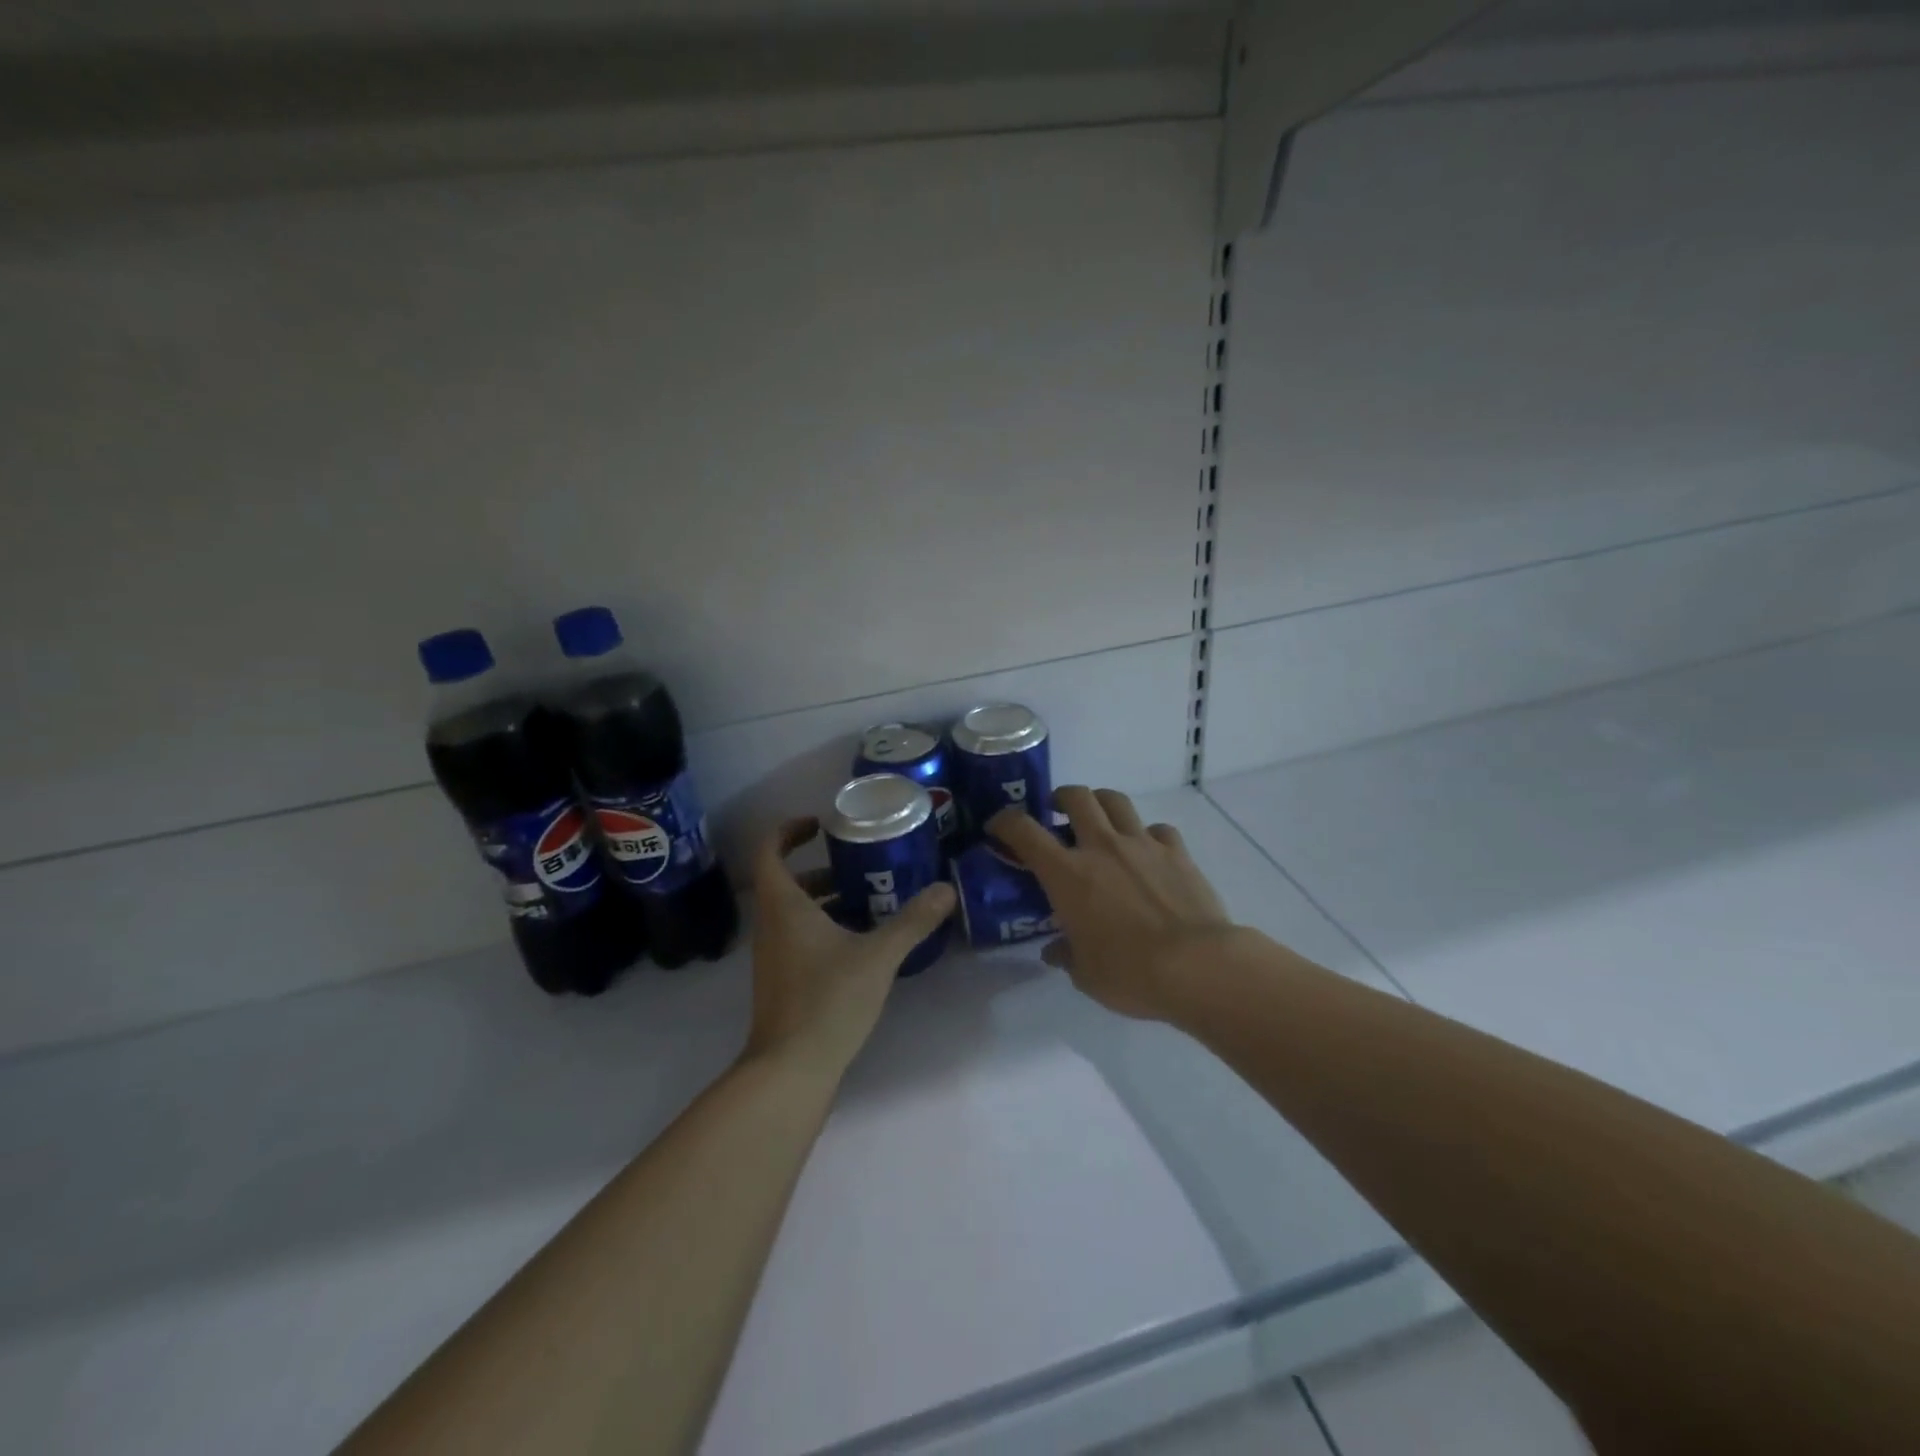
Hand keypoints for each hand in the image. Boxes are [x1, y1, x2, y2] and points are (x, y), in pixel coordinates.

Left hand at [742, 817, 956, 1079]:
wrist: (790, 1069)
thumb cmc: (827, 1000)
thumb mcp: (877, 956)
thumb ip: (912, 921)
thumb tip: (945, 889)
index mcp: (784, 906)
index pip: (769, 852)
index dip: (788, 831)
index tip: (820, 824)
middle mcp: (771, 926)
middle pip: (786, 882)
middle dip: (821, 869)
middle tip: (860, 864)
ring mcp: (773, 956)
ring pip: (794, 913)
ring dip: (826, 900)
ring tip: (870, 900)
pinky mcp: (782, 981)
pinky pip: (799, 938)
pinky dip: (824, 928)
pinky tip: (861, 943)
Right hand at [988, 787, 1234, 1020]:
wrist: (1198, 966)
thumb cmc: (1130, 973)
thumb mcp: (1085, 974)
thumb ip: (1066, 954)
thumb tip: (1054, 951)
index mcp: (1067, 874)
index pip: (1024, 831)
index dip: (1005, 821)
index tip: (998, 826)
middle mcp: (1101, 847)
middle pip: (1075, 797)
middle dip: (1060, 797)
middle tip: (1056, 812)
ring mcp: (1142, 844)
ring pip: (1116, 800)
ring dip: (1101, 802)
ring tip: (1099, 819)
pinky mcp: (1176, 851)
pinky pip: (1157, 829)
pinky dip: (1146, 834)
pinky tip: (1148, 852)